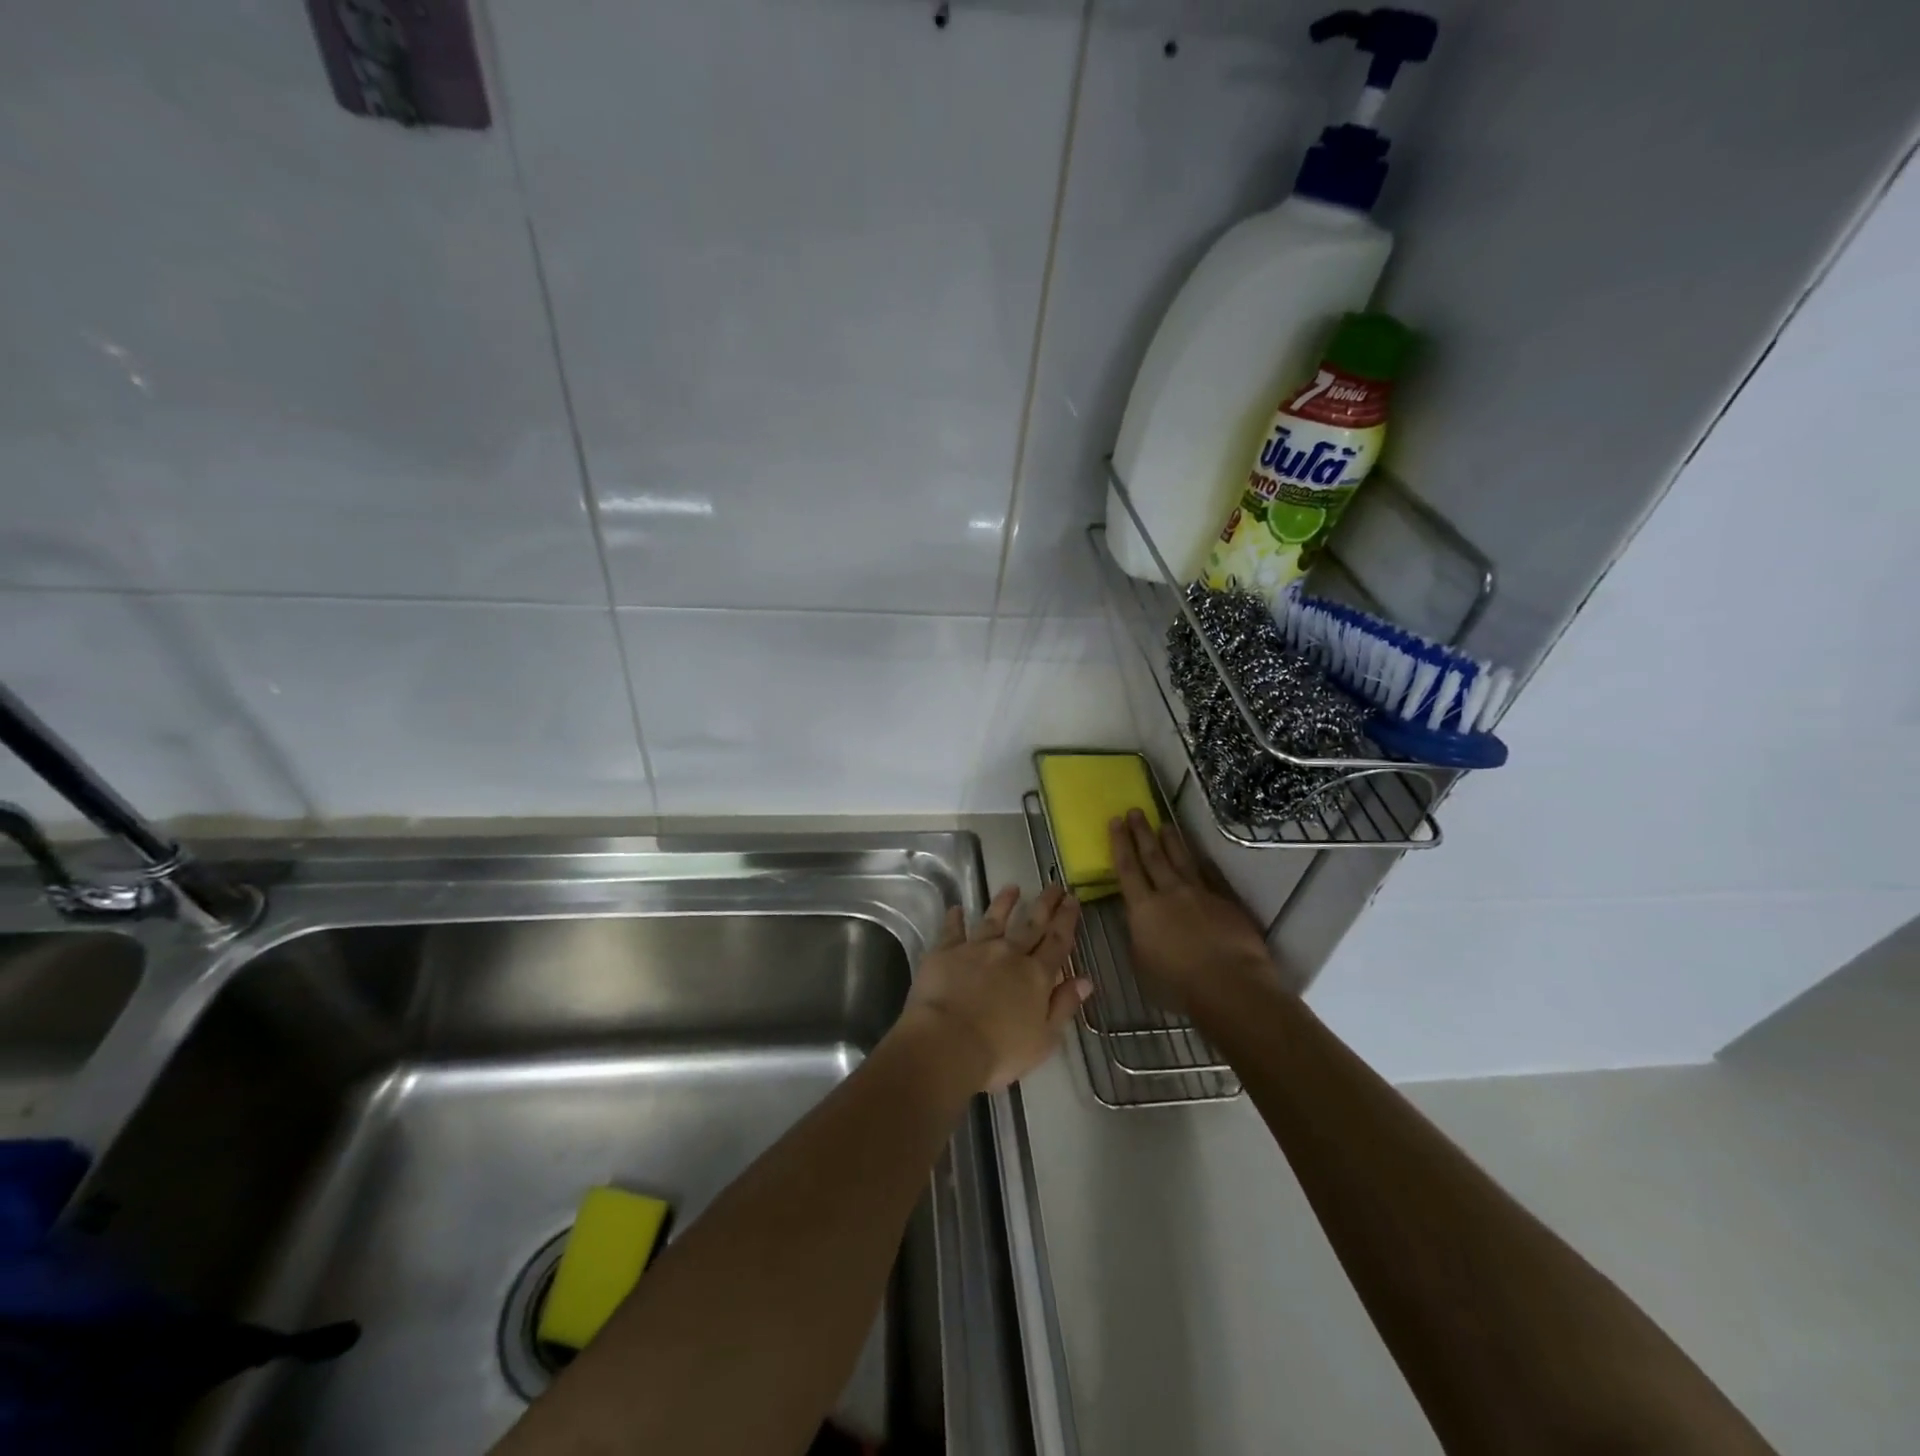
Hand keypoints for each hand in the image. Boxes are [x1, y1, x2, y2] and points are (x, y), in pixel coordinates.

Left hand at [900, 884, 1088, 1092]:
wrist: (948, 1043)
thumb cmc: (1000, 1051)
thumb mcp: (1044, 1038)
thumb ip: (1064, 1005)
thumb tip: (1085, 979)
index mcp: (1036, 976)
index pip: (1057, 942)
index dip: (1066, 920)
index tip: (1073, 899)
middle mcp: (1009, 954)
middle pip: (1031, 924)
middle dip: (1045, 904)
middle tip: (1054, 886)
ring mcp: (976, 949)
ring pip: (994, 919)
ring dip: (1004, 903)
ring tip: (1013, 888)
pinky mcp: (946, 952)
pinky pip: (952, 930)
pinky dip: (955, 918)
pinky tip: (957, 907)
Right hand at [1110, 810, 1275, 1012]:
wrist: (1230, 985)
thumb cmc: (1178, 985)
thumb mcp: (1142, 964)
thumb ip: (1139, 938)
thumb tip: (1139, 924)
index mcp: (1143, 908)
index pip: (1127, 869)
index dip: (1120, 844)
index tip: (1115, 821)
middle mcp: (1170, 893)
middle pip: (1153, 856)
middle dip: (1142, 832)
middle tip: (1136, 810)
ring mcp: (1201, 894)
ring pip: (1182, 860)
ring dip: (1172, 841)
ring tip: (1165, 824)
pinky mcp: (1226, 902)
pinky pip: (1211, 876)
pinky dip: (1204, 864)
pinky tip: (1201, 856)